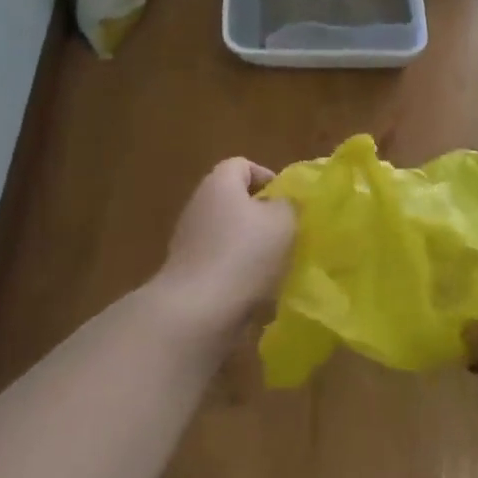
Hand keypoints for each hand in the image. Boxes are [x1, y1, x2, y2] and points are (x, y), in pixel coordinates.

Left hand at [157, 157, 296, 328]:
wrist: (197, 311)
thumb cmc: (244, 254)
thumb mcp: (283, 221)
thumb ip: (289, 205)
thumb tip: (283, 204)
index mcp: (219, 184)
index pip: (242, 165)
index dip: (268, 177)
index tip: (289, 202)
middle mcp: (199, 206)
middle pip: (235, 202)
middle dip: (263, 217)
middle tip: (288, 235)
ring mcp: (189, 241)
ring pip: (229, 236)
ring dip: (253, 249)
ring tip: (278, 268)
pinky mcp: (188, 274)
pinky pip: (221, 265)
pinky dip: (239, 274)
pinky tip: (257, 293)